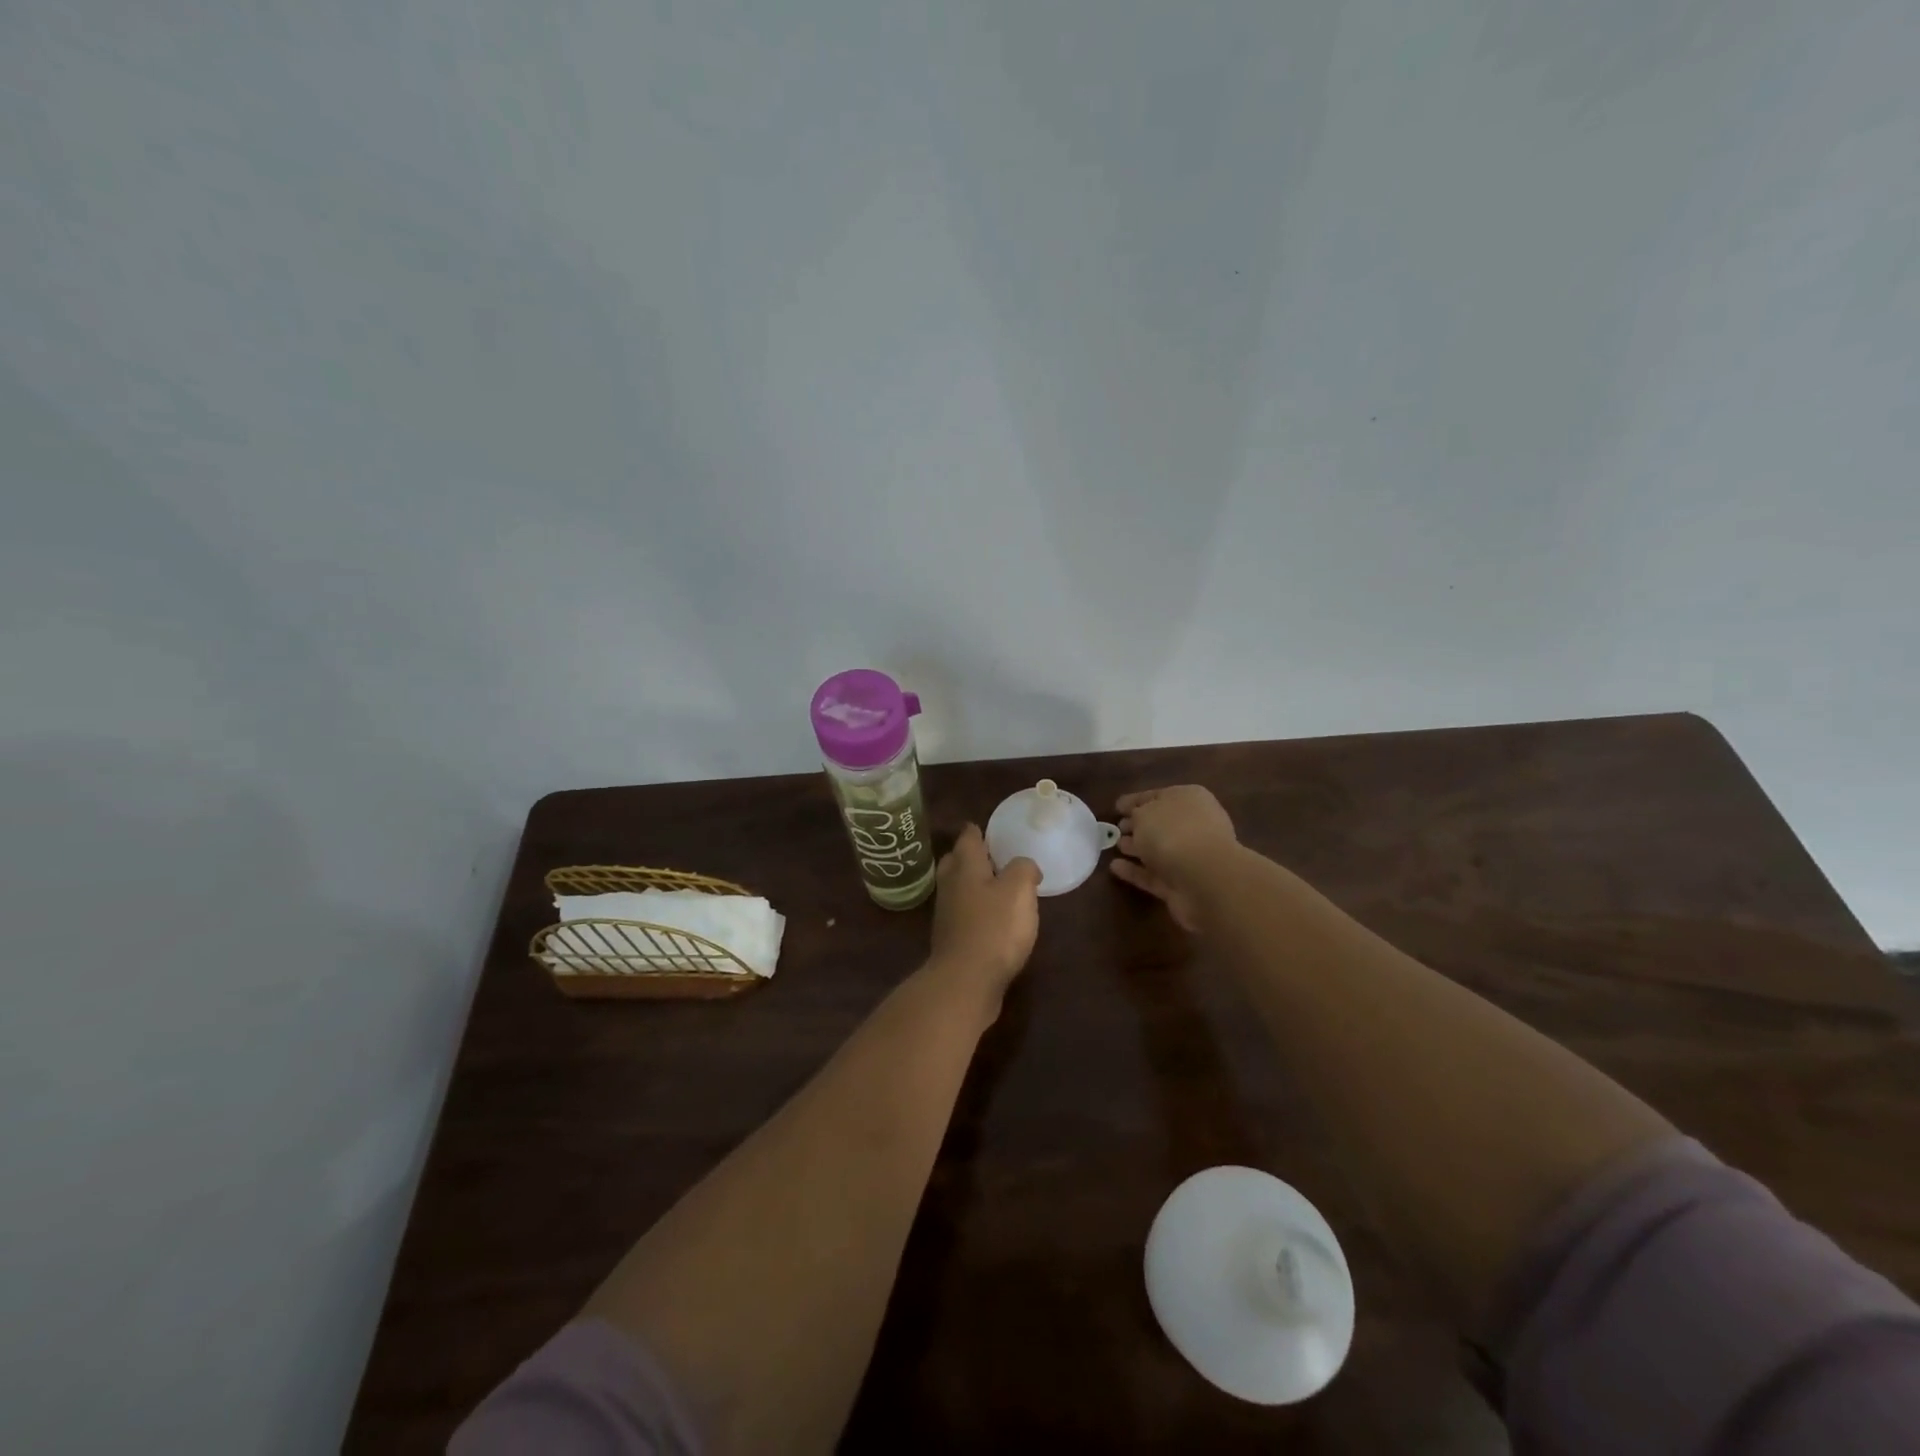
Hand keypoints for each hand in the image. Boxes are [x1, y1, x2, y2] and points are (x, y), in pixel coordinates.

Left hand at [927, 825, 1040, 1007]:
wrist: (966, 981)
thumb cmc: (994, 928)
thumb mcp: (1019, 889)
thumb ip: (1023, 869)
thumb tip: (1024, 867)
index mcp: (966, 867)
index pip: (968, 838)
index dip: (978, 830)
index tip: (987, 827)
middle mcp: (951, 886)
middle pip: (956, 862)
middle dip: (969, 856)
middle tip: (991, 855)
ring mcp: (947, 914)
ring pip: (958, 888)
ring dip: (972, 884)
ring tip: (997, 887)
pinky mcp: (952, 940)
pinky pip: (963, 914)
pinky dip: (975, 910)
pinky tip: (992, 919)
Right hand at [1110, 786, 1239, 931]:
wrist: (1204, 879)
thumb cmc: (1174, 833)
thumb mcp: (1145, 813)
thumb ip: (1136, 814)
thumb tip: (1136, 820)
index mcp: (1189, 799)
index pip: (1157, 795)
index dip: (1135, 800)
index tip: (1117, 806)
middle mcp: (1193, 825)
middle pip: (1160, 823)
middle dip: (1138, 825)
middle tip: (1116, 828)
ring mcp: (1190, 857)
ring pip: (1158, 849)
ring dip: (1137, 848)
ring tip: (1114, 846)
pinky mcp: (1181, 885)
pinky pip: (1153, 874)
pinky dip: (1135, 871)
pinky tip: (1115, 867)